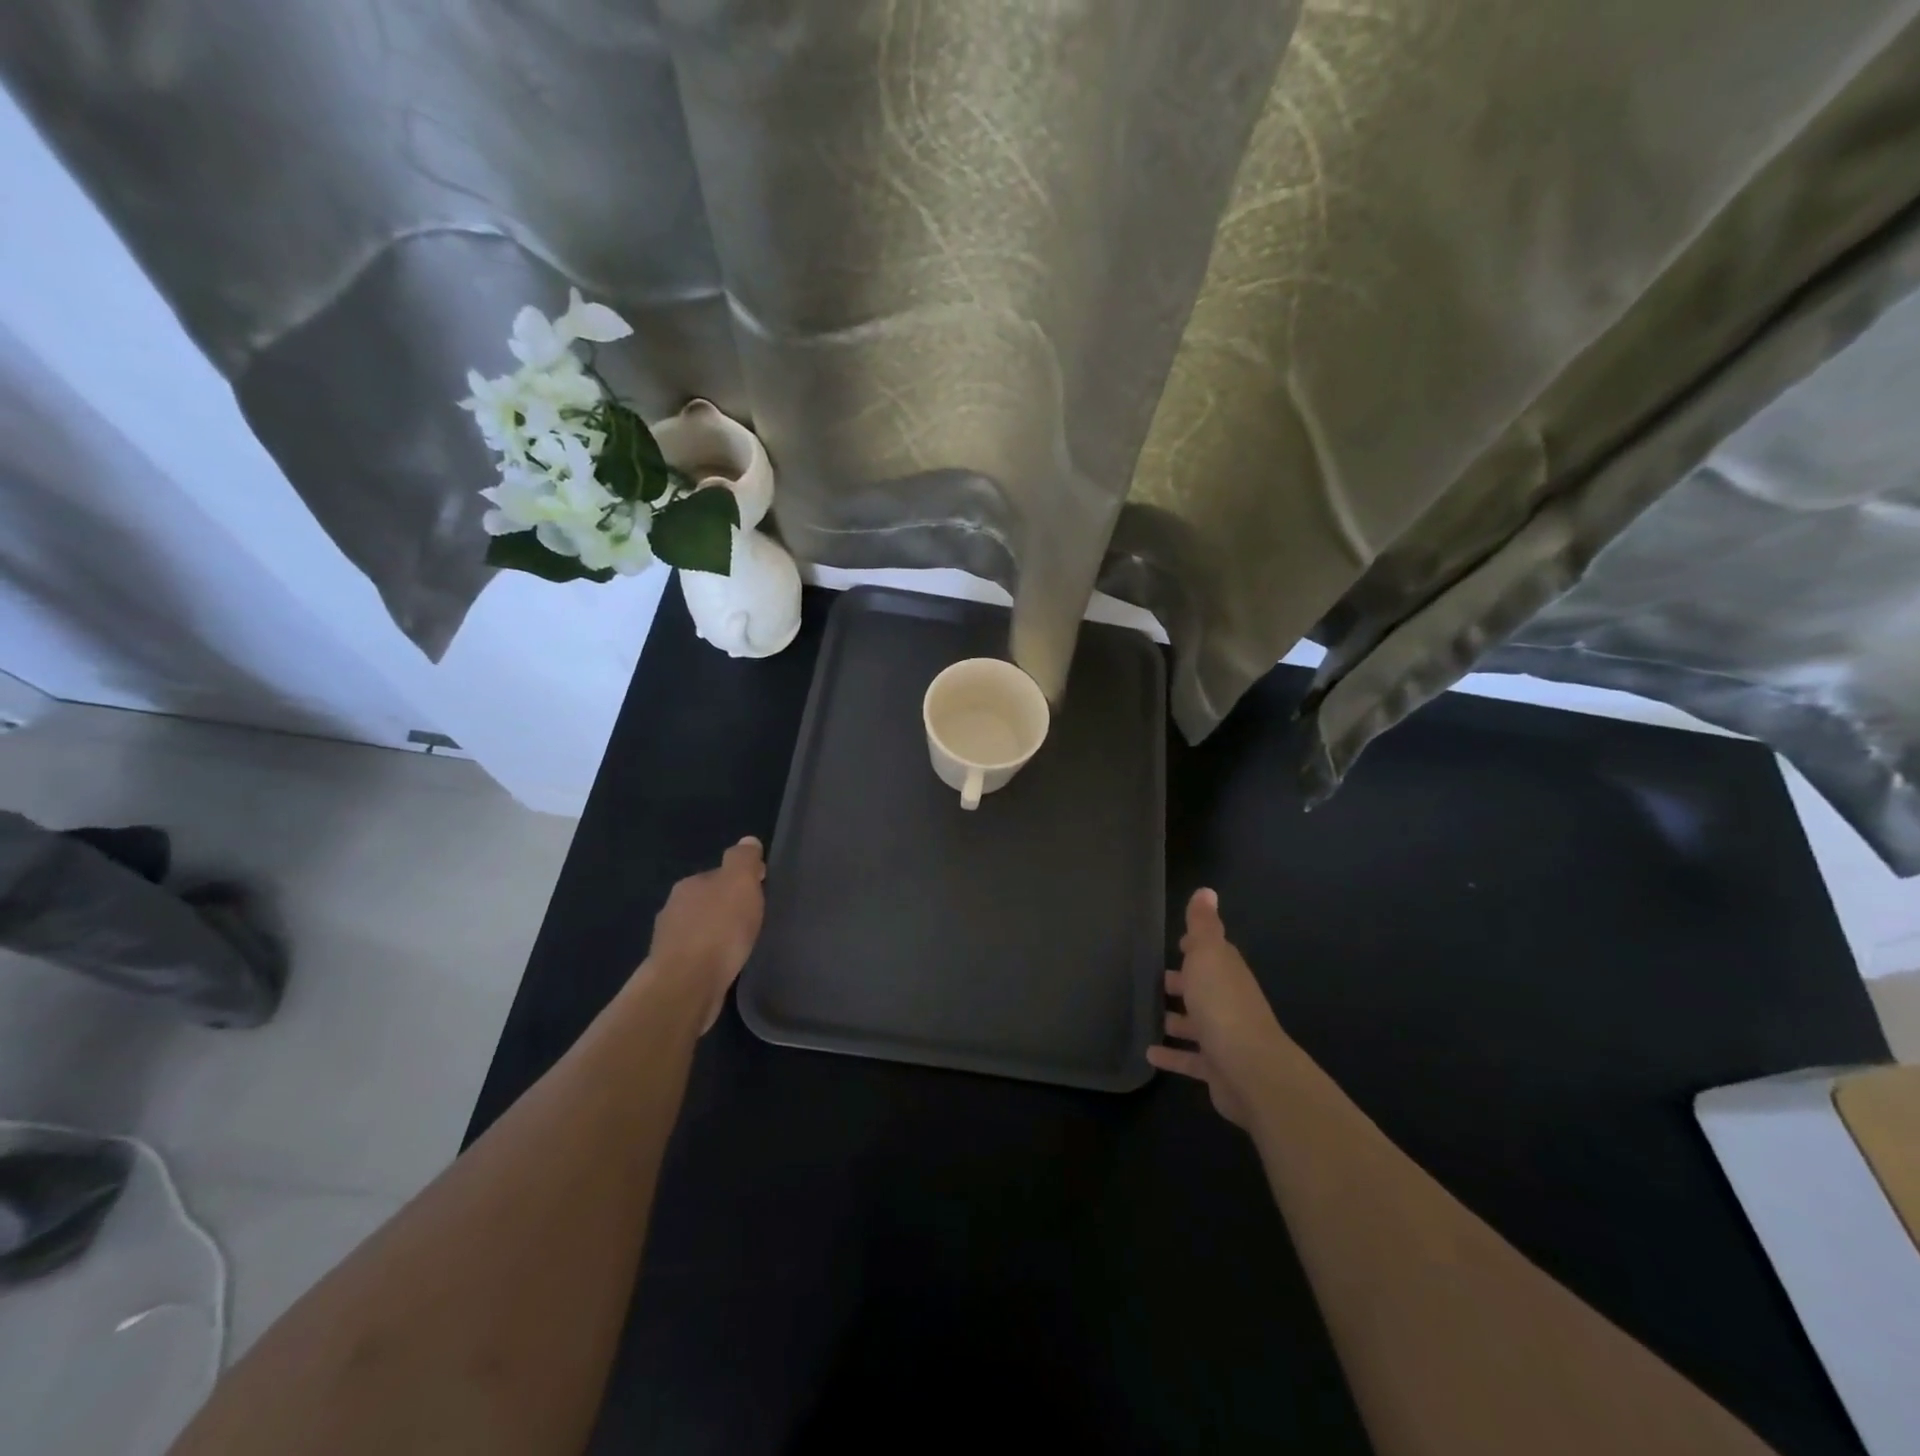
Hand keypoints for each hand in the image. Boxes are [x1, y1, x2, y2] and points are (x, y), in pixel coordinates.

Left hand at [646, 837, 765, 1029]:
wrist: (686, 986)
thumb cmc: (718, 929)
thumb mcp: (740, 883)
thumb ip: (744, 860)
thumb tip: (748, 841)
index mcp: (690, 884)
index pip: (719, 874)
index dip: (741, 880)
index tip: (761, 890)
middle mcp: (674, 908)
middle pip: (707, 900)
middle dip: (727, 907)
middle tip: (752, 919)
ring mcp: (669, 941)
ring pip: (700, 929)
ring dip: (716, 933)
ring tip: (740, 944)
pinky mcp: (672, 971)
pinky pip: (697, 955)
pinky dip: (710, 955)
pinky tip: (724, 964)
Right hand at [1147, 888, 1291, 1127]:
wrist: (1250, 1069)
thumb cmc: (1222, 1004)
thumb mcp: (1208, 954)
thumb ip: (1203, 925)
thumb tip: (1206, 890)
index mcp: (1227, 972)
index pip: (1213, 953)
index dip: (1196, 946)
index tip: (1177, 942)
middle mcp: (1228, 1002)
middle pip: (1203, 988)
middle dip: (1181, 983)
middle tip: (1152, 980)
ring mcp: (1223, 1037)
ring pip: (1195, 1024)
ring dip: (1175, 1020)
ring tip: (1145, 1015)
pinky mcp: (1216, 1068)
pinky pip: (1189, 1059)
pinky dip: (1171, 1056)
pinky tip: (1149, 1054)